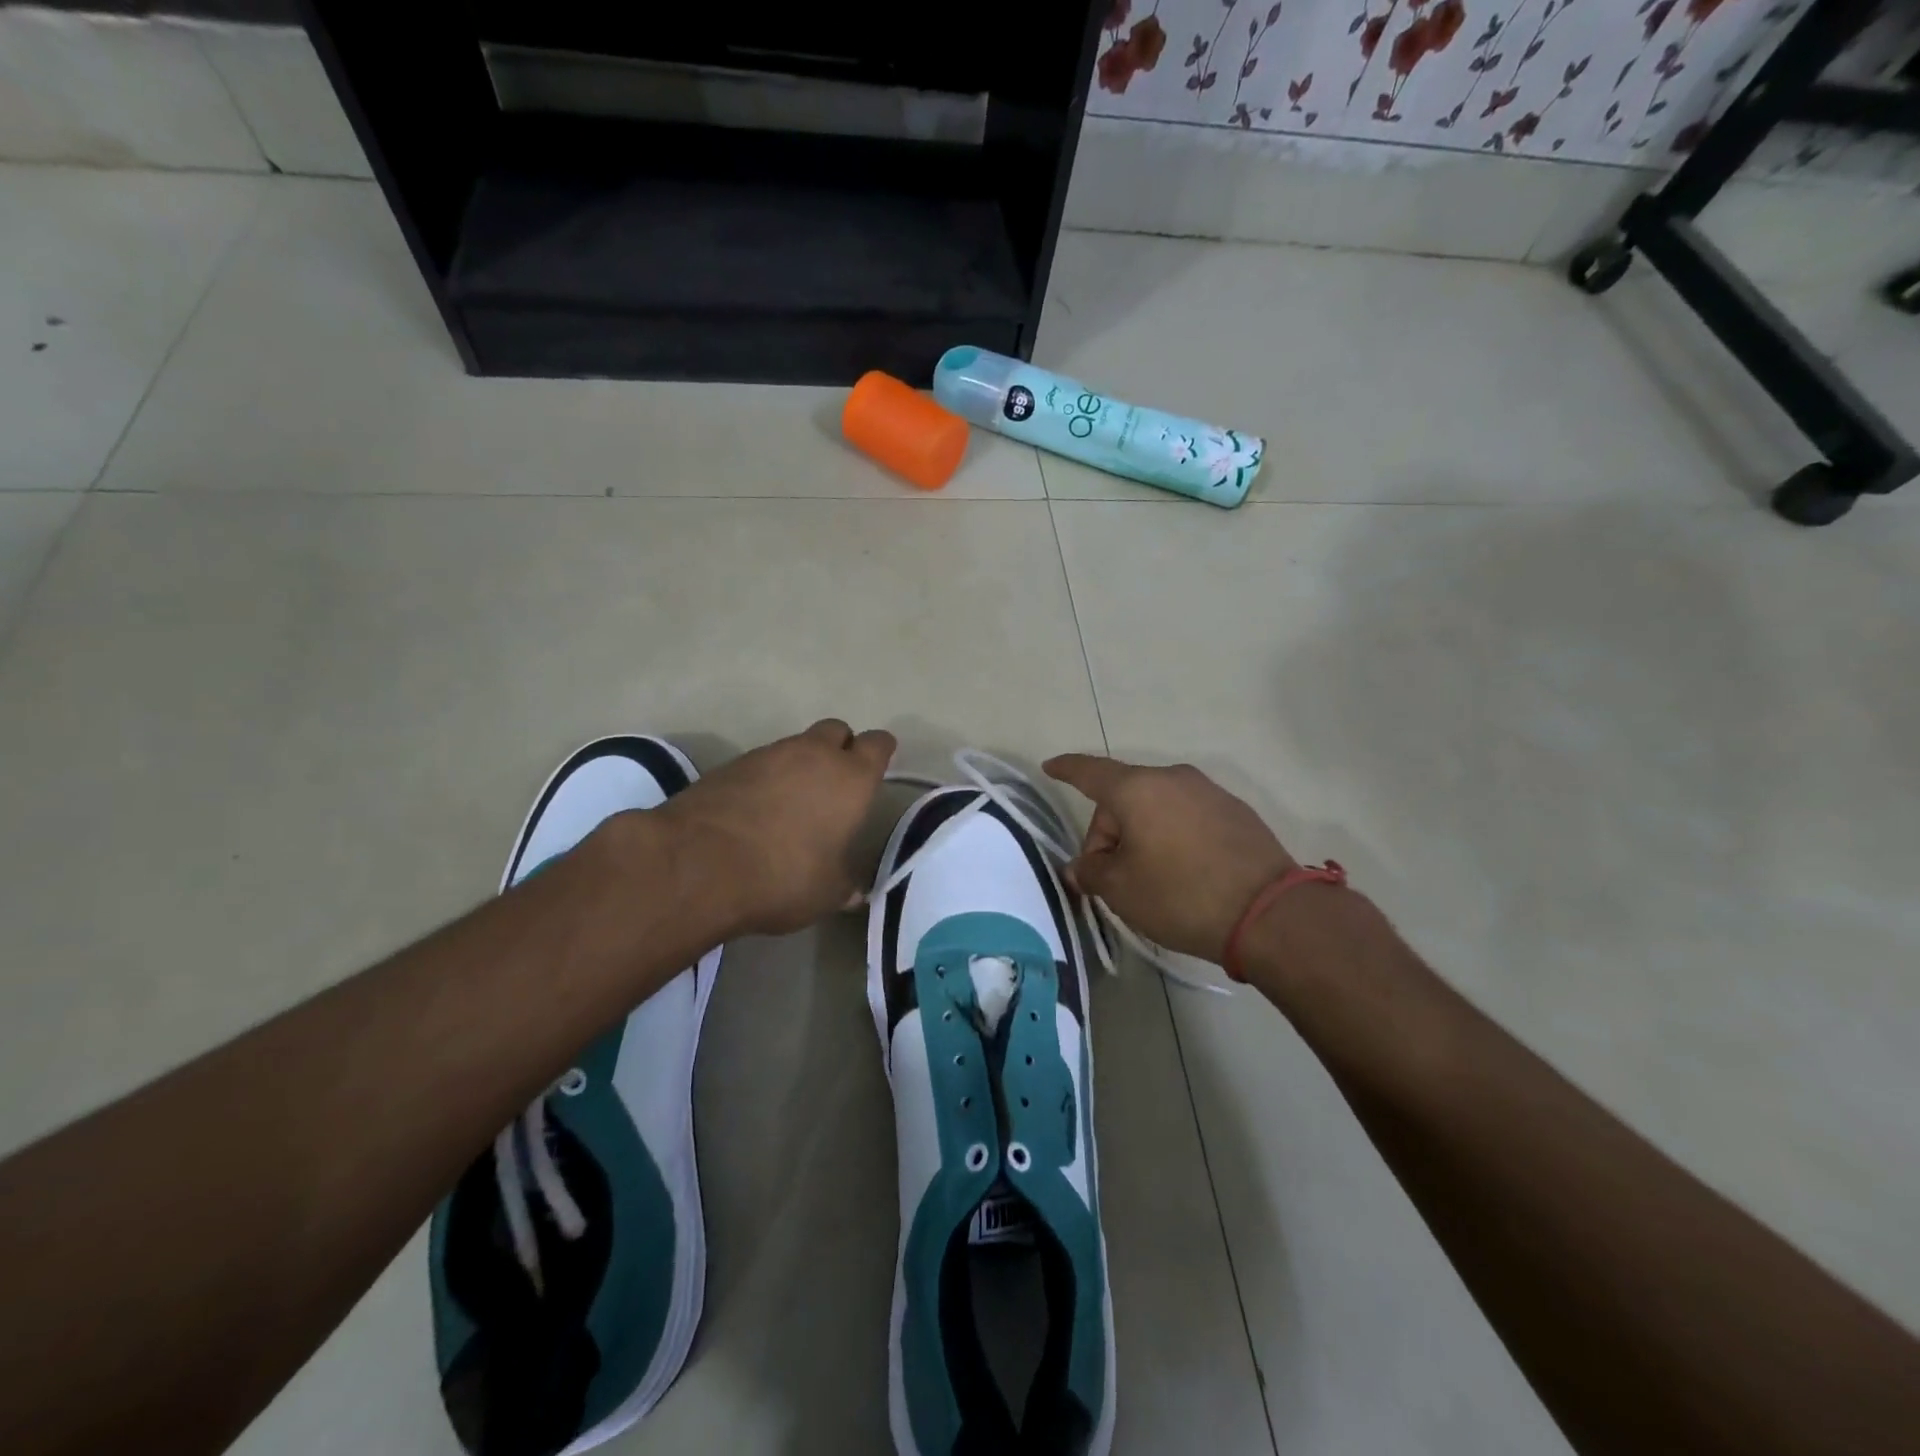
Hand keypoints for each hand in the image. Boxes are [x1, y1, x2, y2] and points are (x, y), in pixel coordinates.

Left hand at [659, 719, 895, 936]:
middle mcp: (814, 754)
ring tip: (794, 802)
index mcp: (851, 778)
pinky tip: (758, 809)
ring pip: (797, 745)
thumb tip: (855, 892)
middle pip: (837, 730)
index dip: (880, 753)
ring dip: (802, 764)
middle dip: (841, 748)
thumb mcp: (826, 893)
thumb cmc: (782, 876)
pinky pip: (762, 762)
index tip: (878, 767)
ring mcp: (769, 754)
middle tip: (836, 784)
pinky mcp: (731, 764)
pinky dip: (767, 778)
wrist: (698, 864)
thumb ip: (845, 886)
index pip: (878, 744)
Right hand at [1043, 755, 1295, 962]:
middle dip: (1110, 832)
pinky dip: (1174, 836)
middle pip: (1124, 798)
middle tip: (1112, 878)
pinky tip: (1186, 873)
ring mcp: (1209, 792)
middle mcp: (1173, 778)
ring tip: (1152, 879)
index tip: (1051, 767)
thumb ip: (1091, 871)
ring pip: (1157, 807)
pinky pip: (1188, 817)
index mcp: (1137, 789)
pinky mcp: (1236, 811)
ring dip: (1143, 834)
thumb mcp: (1121, 890)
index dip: (1067, 769)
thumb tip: (1082, 867)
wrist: (1270, 913)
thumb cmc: (1180, 895)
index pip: (1090, 772)